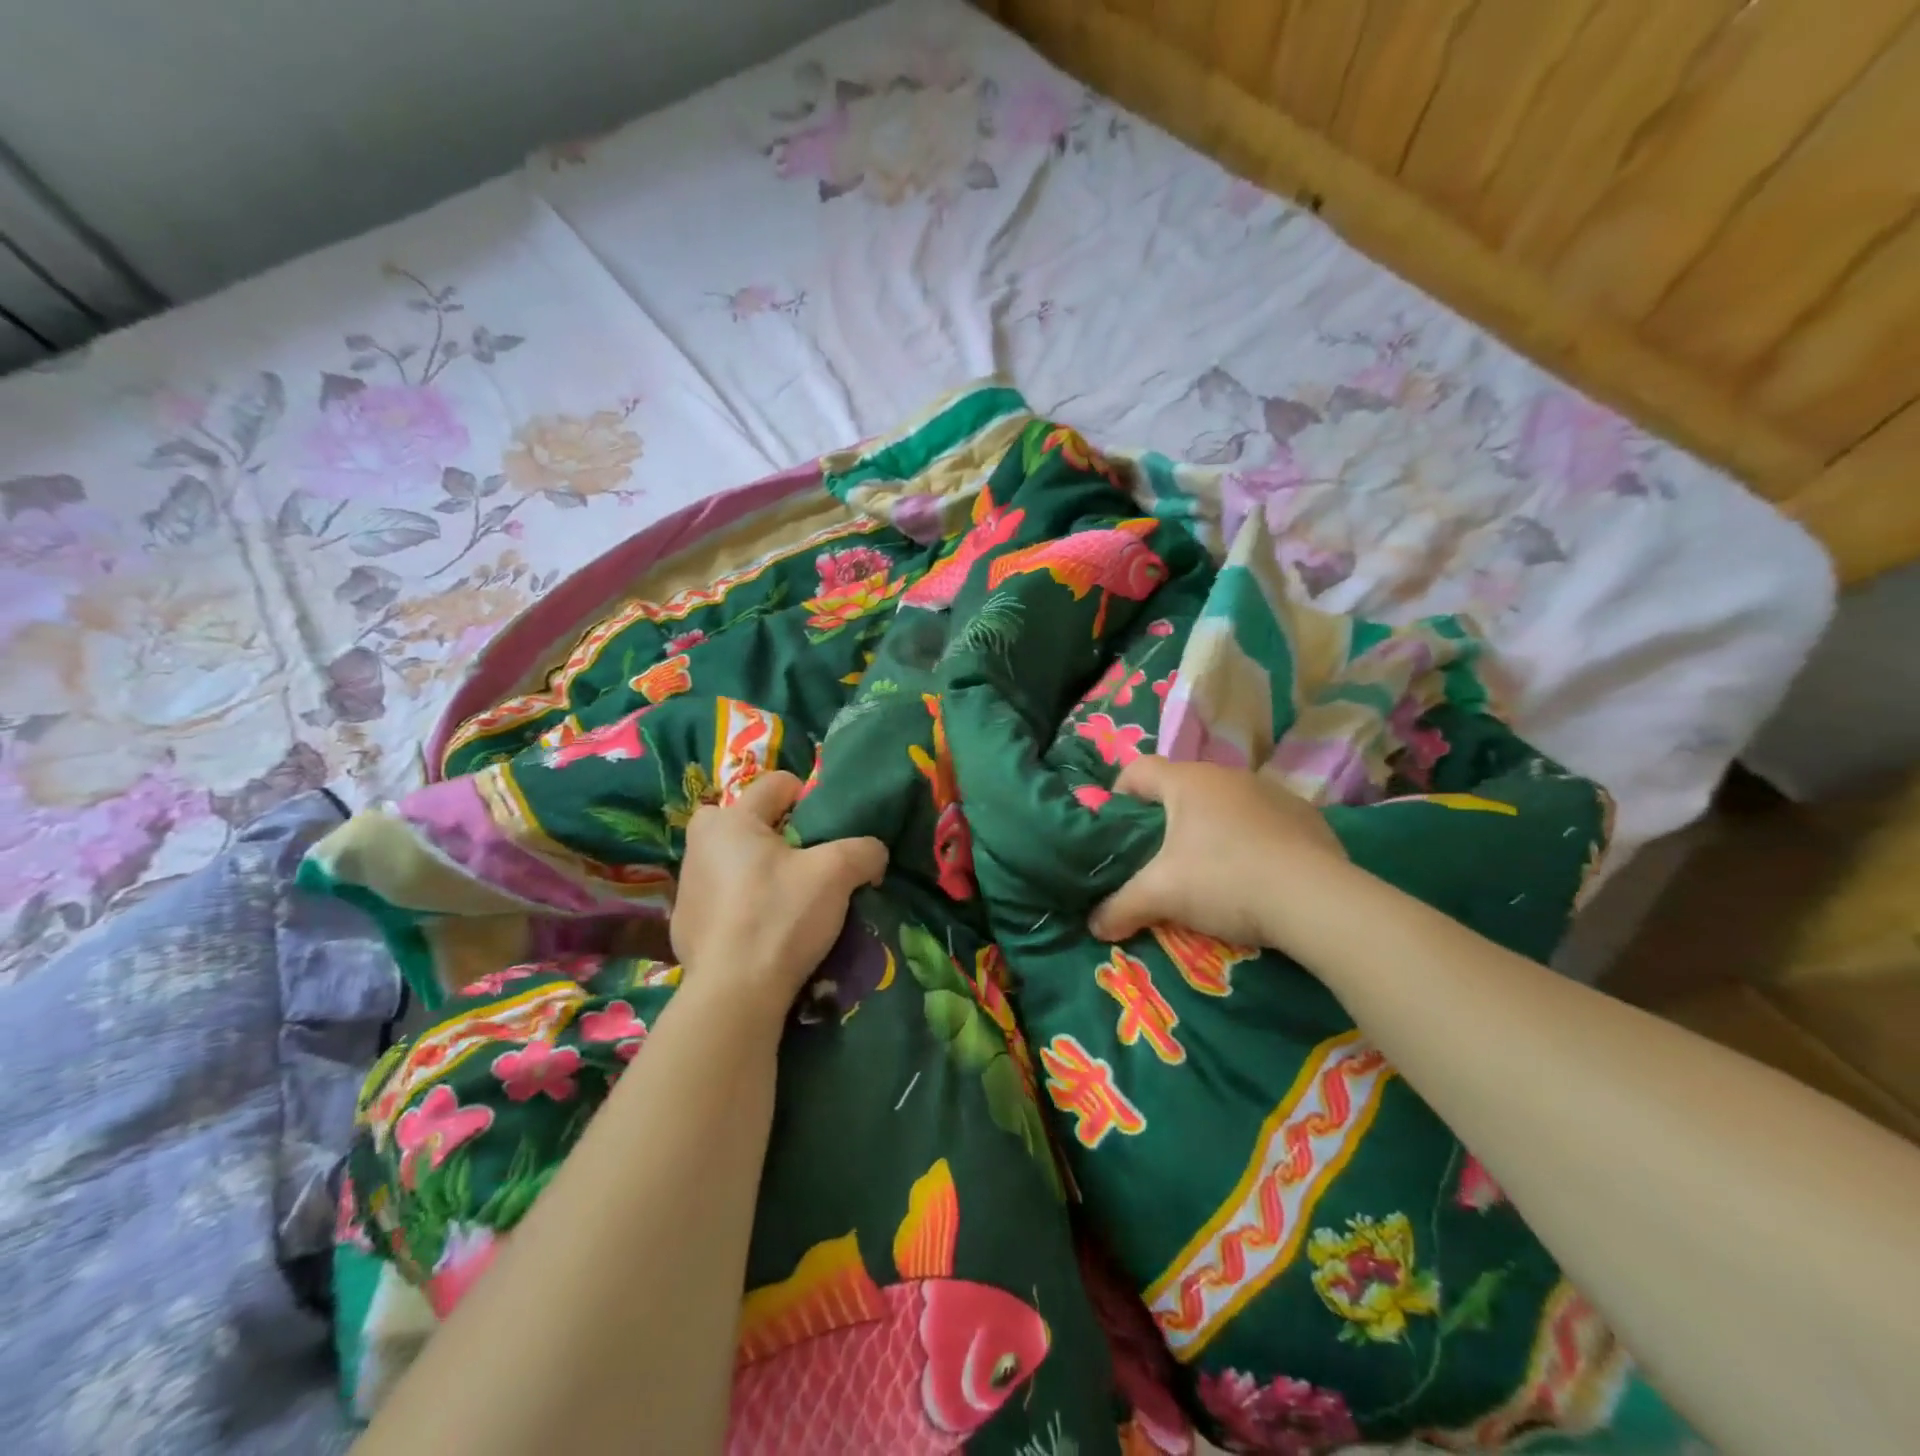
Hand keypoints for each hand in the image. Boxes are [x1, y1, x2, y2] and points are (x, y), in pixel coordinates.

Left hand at [672, 772, 887, 1013]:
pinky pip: (722, 898)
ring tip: (787, 901)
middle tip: (805, 863)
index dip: (809, 797)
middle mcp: (700, 844)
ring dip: (758, 869)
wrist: (735, 995)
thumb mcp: (837, 874)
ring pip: (734, 860)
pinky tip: (762, 931)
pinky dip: (742, 904)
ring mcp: (687, 886)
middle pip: (749, 820)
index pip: (777, 783)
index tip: (827, 830)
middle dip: (777, 833)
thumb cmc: (781, 917)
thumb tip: (874, 853)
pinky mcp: (685, 924)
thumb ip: (864, 850)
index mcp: (731, 820)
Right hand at [1088, 756, 1348, 949]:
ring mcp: (1272, 792)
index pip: (1138, 769)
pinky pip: (1262, 821)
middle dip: (1164, 820)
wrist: (1316, 900)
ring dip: (1209, 829)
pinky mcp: (1305, 817)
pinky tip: (1254, 876)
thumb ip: (1121, 907)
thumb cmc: (1224, 880)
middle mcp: (1228, 776)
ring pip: (1224, 804)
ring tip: (1208, 872)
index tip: (1117, 830)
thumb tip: (1095, 925)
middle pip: (1181, 788)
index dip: (1119, 795)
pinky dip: (1249, 841)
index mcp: (1188, 781)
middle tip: (1158, 859)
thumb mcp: (1161, 896)